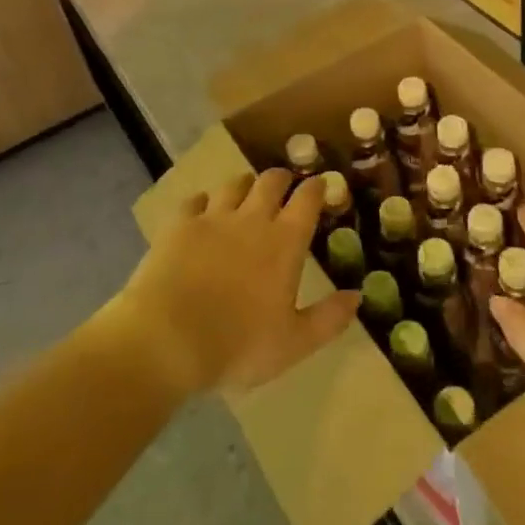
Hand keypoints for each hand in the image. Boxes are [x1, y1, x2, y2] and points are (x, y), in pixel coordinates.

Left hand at [116, 169, 359, 396]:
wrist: (167, 339)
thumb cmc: (237, 345)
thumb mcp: (293, 343)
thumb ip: (329, 318)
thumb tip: (358, 295)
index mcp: (284, 243)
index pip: (307, 200)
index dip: (316, 187)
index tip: (321, 184)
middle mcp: (252, 219)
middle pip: (271, 181)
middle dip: (282, 178)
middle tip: (285, 185)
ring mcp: (213, 218)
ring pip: (234, 184)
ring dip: (245, 185)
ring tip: (246, 192)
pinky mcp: (179, 225)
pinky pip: (194, 200)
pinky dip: (203, 202)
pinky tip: (202, 210)